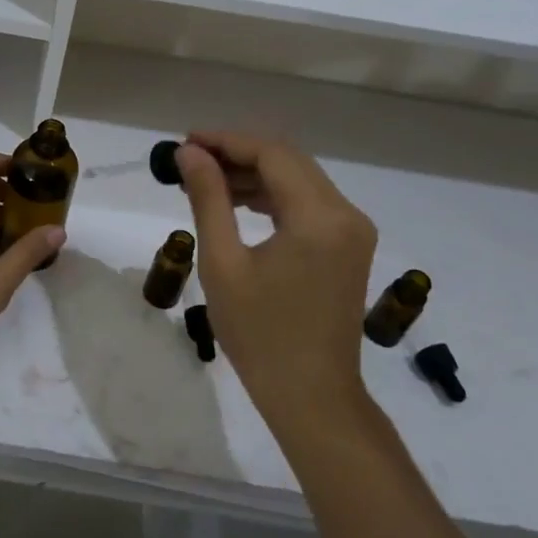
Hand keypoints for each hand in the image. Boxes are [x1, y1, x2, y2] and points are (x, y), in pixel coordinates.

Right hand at [176, 133, 377, 421]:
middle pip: (289, 160)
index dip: (226, 141)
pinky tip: (237, 202)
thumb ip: (208, 199)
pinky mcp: (349, 247)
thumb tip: (190, 153)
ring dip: (254, 174)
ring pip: (299, 179)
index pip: (272, 154)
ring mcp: (353, 231)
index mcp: (319, 217)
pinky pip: (308, 203)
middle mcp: (346, 214)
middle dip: (238, 153)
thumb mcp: (223, 263)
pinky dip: (272, 196)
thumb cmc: (260, 334)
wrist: (311, 396)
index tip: (184, 142)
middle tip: (190, 160)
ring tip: (204, 180)